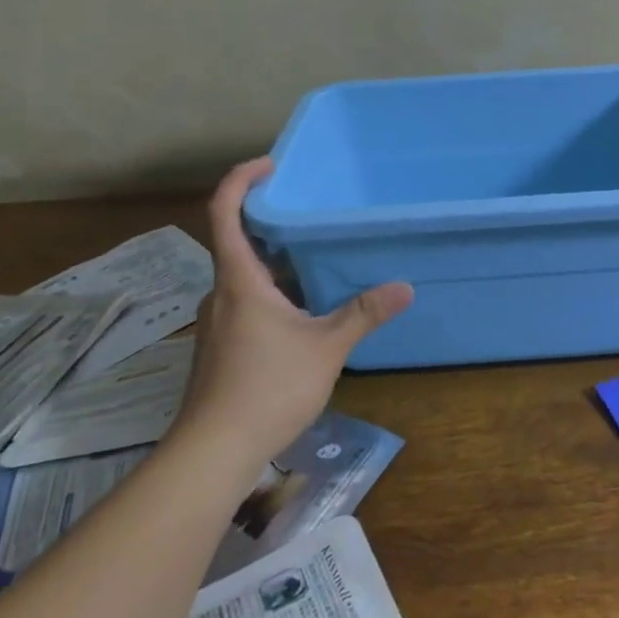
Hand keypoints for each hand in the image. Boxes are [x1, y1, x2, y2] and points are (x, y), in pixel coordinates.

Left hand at [172, 159, 411, 462]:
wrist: (213, 451)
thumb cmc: (267, 388)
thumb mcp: (325, 347)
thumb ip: (364, 314)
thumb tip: (405, 286)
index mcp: (240, 281)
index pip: (224, 213)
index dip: (240, 180)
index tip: (270, 166)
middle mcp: (223, 294)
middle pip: (239, 242)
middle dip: (274, 223)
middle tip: (314, 213)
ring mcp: (219, 322)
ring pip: (247, 277)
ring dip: (278, 263)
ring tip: (320, 259)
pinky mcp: (223, 347)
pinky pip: (249, 303)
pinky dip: (275, 292)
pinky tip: (307, 310)